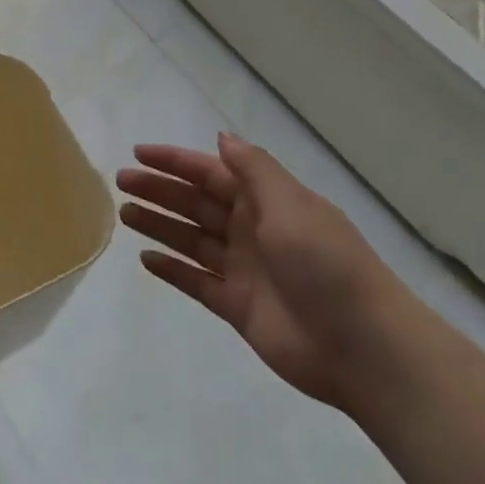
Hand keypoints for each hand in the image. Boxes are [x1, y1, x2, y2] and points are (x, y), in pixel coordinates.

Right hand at [117, 133, 405, 413]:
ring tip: (125, 214)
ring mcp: (244, 269)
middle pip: (197, 203)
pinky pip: (197, 282)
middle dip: (160, 189)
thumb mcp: (290, 203)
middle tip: (121, 181)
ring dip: (160, 225)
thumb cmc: (324, 262)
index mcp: (267, 200)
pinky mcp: (237, 307)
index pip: (212, 172)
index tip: (139, 153)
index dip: (176, 161)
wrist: (362, 346)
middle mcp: (252, 229)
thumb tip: (222, 137)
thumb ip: (253, 169)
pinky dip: (173, 270)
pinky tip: (146, 259)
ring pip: (192, 239)